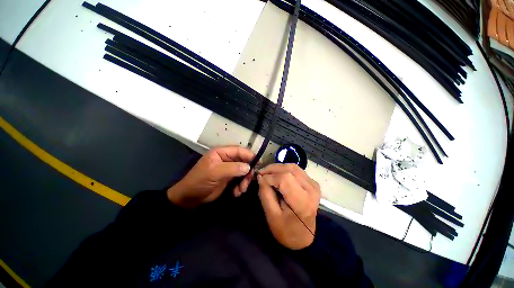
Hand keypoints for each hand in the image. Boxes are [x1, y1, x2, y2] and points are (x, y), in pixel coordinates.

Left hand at [167, 146, 255, 207]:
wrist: (190, 198)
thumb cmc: (199, 181)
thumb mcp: (214, 173)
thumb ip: (232, 168)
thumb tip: (249, 167)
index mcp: (222, 153)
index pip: (239, 150)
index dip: (250, 155)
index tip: (259, 163)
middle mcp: (227, 159)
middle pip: (244, 161)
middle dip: (247, 172)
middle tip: (248, 182)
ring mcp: (229, 169)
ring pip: (244, 172)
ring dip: (244, 181)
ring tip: (241, 190)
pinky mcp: (229, 179)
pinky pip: (240, 180)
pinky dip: (240, 187)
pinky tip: (236, 193)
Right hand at [257, 164, 320, 249]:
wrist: (303, 237)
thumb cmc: (286, 230)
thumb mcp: (271, 215)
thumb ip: (265, 193)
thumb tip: (261, 176)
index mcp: (302, 202)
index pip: (284, 178)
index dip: (270, 176)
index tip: (259, 179)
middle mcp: (311, 190)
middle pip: (289, 169)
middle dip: (272, 169)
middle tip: (261, 173)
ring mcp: (314, 185)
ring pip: (293, 167)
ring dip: (278, 168)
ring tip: (268, 173)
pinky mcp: (312, 183)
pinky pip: (297, 170)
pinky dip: (285, 169)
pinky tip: (277, 175)